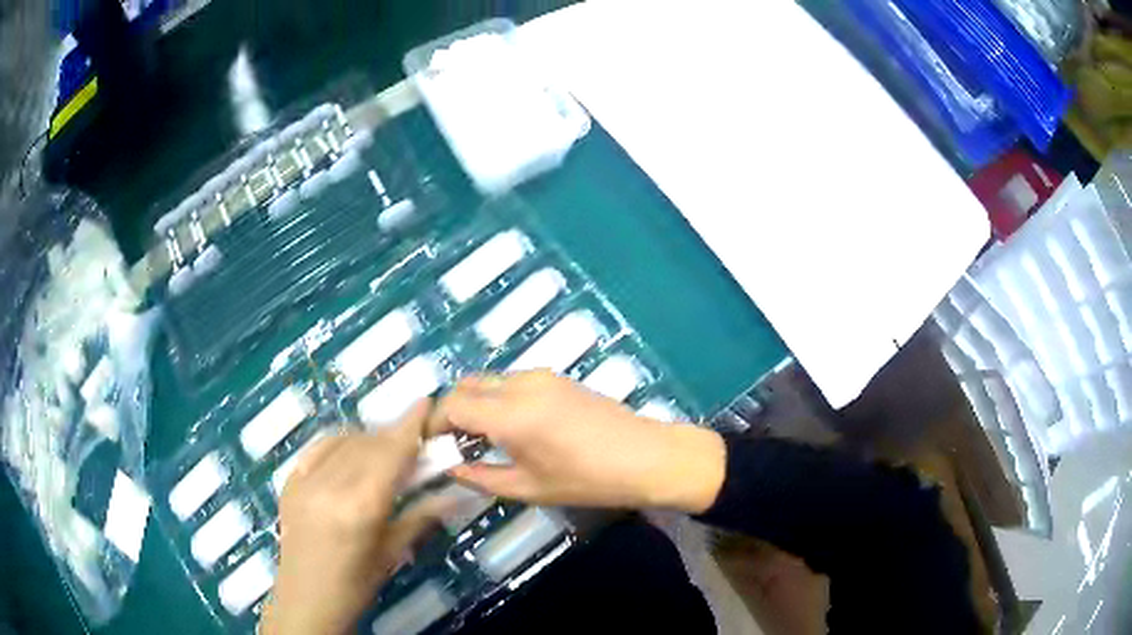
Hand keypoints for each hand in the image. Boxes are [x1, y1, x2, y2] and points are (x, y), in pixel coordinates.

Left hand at [261, 401, 447, 634]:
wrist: (305, 599)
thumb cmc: (356, 584)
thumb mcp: (391, 553)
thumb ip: (421, 517)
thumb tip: (457, 494)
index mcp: (359, 508)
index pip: (389, 454)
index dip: (409, 425)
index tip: (426, 400)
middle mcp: (329, 486)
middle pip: (367, 444)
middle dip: (393, 435)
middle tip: (414, 439)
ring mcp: (304, 481)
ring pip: (342, 441)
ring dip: (368, 438)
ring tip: (384, 450)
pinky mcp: (288, 481)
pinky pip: (317, 448)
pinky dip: (339, 442)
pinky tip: (350, 450)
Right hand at [428, 371, 725, 512]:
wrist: (647, 457)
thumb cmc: (588, 480)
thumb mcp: (529, 488)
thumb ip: (482, 476)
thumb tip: (451, 468)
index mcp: (510, 415)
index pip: (452, 405)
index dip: (435, 424)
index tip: (432, 446)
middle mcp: (520, 385)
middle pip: (466, 385)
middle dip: (451, 411)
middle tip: (453, 443)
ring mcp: (541, 376)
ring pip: (489, 381)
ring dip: (475, 403)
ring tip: (481, 438)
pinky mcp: (556, 377)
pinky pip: (511, 382)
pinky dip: (497, 399)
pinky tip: (510, 427)